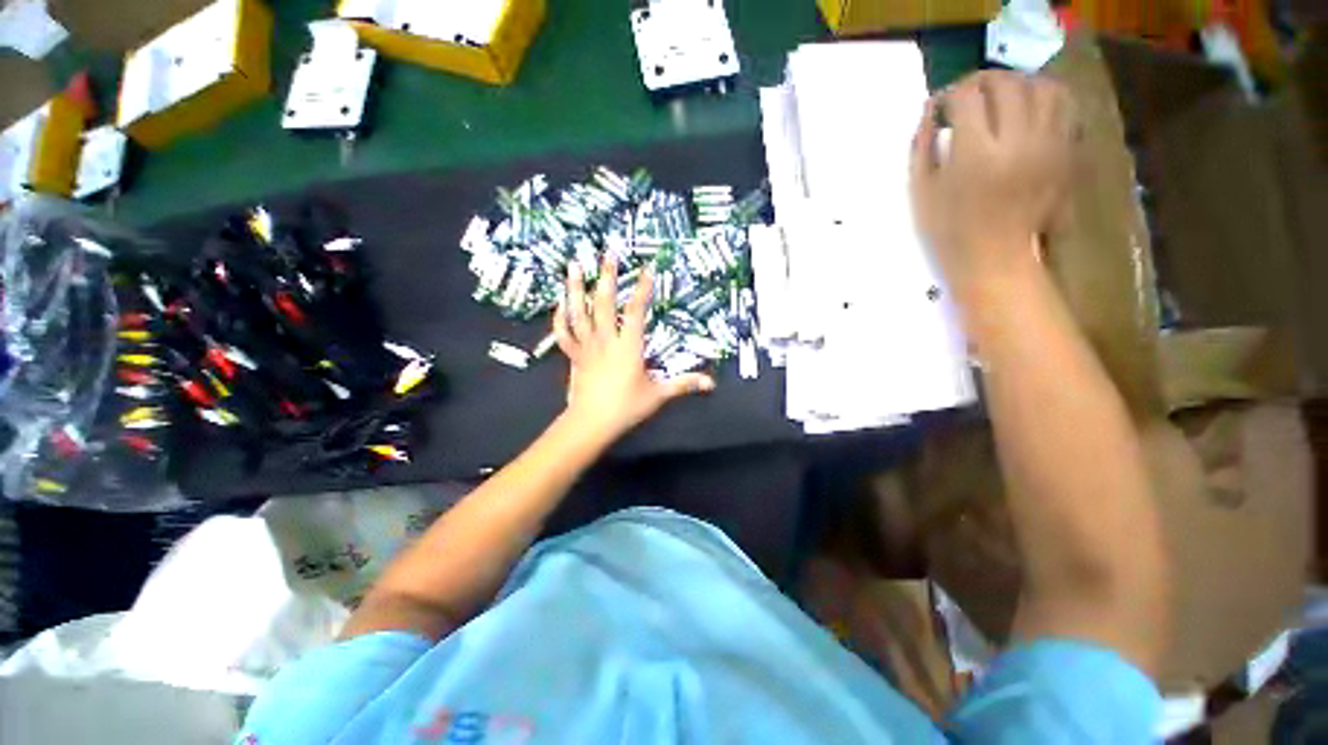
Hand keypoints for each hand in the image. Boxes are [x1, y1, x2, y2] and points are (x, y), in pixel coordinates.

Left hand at [554, 259, 714, 442]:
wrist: (590, 423)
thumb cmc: (625, 408)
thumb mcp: (658, 395)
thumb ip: (683, 384)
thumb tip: (710, 383)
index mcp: (628, 347)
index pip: (636, 312)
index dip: (643, 289)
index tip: (647, 269)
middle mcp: (606, 340)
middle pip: (604, 303)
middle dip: (607, 276)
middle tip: (607, 253)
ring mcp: (586, 346)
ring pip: (578, 312)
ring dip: (575, 288)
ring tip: (574, 265)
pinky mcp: (573, 355)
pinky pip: (563, 333)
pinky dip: (560, 317)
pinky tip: (560, 303)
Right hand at [911, 71, 1074, 299]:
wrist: (995, 259)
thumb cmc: (949, 232)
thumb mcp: (921, 193)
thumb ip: (922, 147)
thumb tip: (930, 110)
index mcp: (974, 155)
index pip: (965, 97)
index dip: (949, 95)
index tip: (941, 108)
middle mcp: (1017, 141)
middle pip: (1005, 83)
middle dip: (981, 83)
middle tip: (967, 99)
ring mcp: (1048, 144)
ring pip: (1041, 86)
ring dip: (1016, 85)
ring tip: (1000, 100)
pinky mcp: (1066, 151)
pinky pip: (1064, 105)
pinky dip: (1044, 97)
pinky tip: (1027, 111)